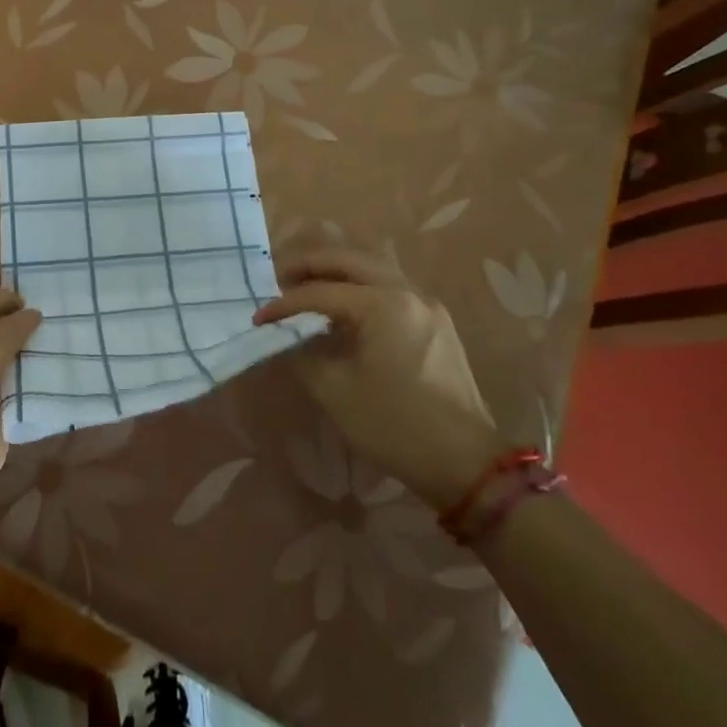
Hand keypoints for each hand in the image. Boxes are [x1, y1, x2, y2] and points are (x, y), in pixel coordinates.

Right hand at [255, 248, 504, 508]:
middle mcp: (407, 293)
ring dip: (336, 272)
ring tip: (307, 287)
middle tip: (279, 278)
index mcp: (383, 304)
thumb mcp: (335, 391)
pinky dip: (360, 287)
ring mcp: (427, 306)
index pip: (321, 292)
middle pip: (349, 261)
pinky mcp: (436, 324)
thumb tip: (287, 337)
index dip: (285, 304)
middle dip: (310, 266)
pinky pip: (390, 288)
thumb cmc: (395, 425)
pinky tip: (343, 308)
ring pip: (373, 269)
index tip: (259, 318)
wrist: (466, 464)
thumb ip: (302, 353)